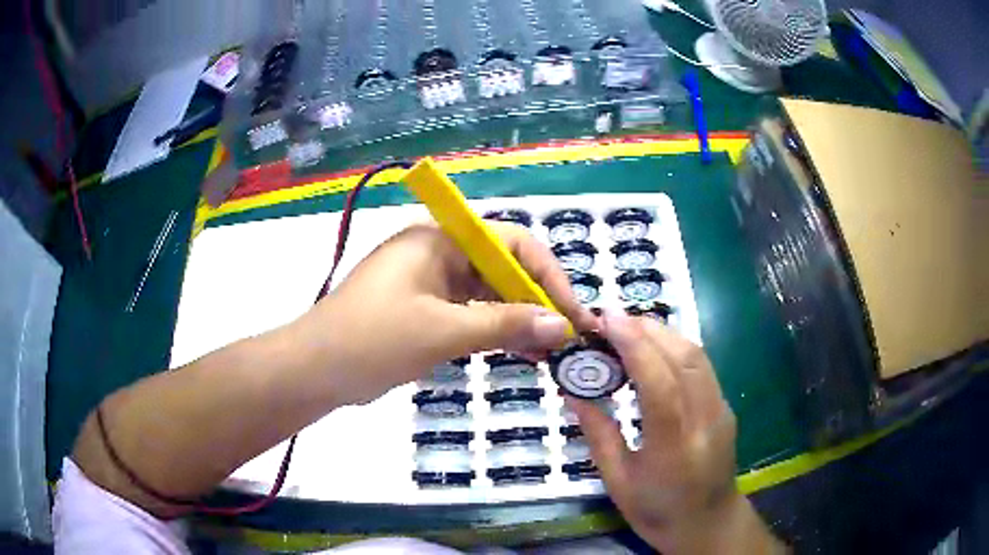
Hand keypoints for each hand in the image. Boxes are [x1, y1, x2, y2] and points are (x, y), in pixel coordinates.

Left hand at [294, 222, 595, 405]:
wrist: (314, 371)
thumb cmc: (373, 340)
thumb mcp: (442, 331)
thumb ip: (504, 325)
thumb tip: (561, 326)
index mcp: (439, 239)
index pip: (510, 242)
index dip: (547, 275)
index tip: (571, 313)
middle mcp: (438, 253)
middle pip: (502, 268)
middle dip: (536, 301)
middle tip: (566, 337)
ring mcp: (430, 283)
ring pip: (488, 294)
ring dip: (519, 319)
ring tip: (551, 350)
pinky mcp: (424, 310)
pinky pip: (470, 314)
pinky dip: (494, 331)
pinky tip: (520, 351)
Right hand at [569, 311, 783, 553]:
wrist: (709, 524)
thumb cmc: (658, 511)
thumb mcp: (618, 482)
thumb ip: (598, 434)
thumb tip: (573, 391)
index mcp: (674, 447)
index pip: (659, 383)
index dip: (634, 345)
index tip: (606, 319)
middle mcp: (706, 420)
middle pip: (684, 358)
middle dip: (646, 329)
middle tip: (610, 319)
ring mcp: (721, 410)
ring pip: (697, 355)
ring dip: (662, 333)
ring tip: (627, 329)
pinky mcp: (725, 406)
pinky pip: (701, 366)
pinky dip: (675, 347)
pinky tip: (653, 350)